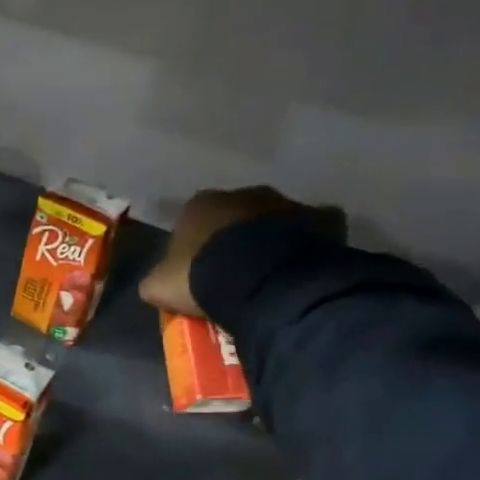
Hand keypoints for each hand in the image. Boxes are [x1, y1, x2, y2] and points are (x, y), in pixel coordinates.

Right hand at [138, 186, 342, 317]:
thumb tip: (159, 282)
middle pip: (235, 216)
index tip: (196, 270)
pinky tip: (302, 268)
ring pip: (274, 220)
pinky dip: (309, 244)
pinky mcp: (322, 218)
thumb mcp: (158, 286)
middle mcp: (243, 193)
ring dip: (270, 240)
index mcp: (200, 204)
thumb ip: (156, 279)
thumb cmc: (201, 277)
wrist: (262, 280)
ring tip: (268, 274)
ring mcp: (286, 203)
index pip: (191, 220)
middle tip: (233, 272)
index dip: (193, 245)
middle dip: (234, 238)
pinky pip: (314, 231)